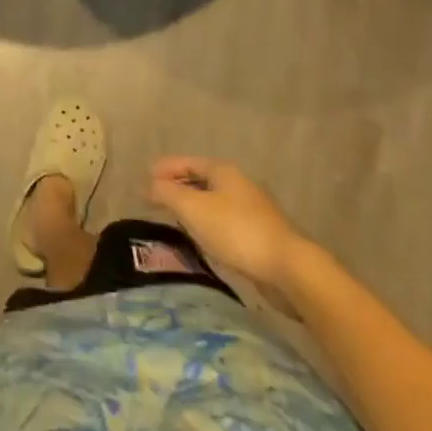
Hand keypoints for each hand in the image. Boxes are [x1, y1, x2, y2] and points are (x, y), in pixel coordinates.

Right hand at [148, 157, 309, 294]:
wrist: (287, 268)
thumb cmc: (235, 230)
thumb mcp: (193, 208)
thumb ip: (167, 193)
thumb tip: (147, 184)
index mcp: (223, 171)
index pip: (187, 162)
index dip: (165, 168)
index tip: (144, 178)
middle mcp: (239, 184)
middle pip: (201, 180)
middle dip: (177, 187)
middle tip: (155, 197)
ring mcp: (252, 209)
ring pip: (213, 201)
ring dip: (192, 206)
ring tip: (173, 217)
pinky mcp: (259, 234)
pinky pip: (224, 221)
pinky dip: (207, 223)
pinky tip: (201, 237)